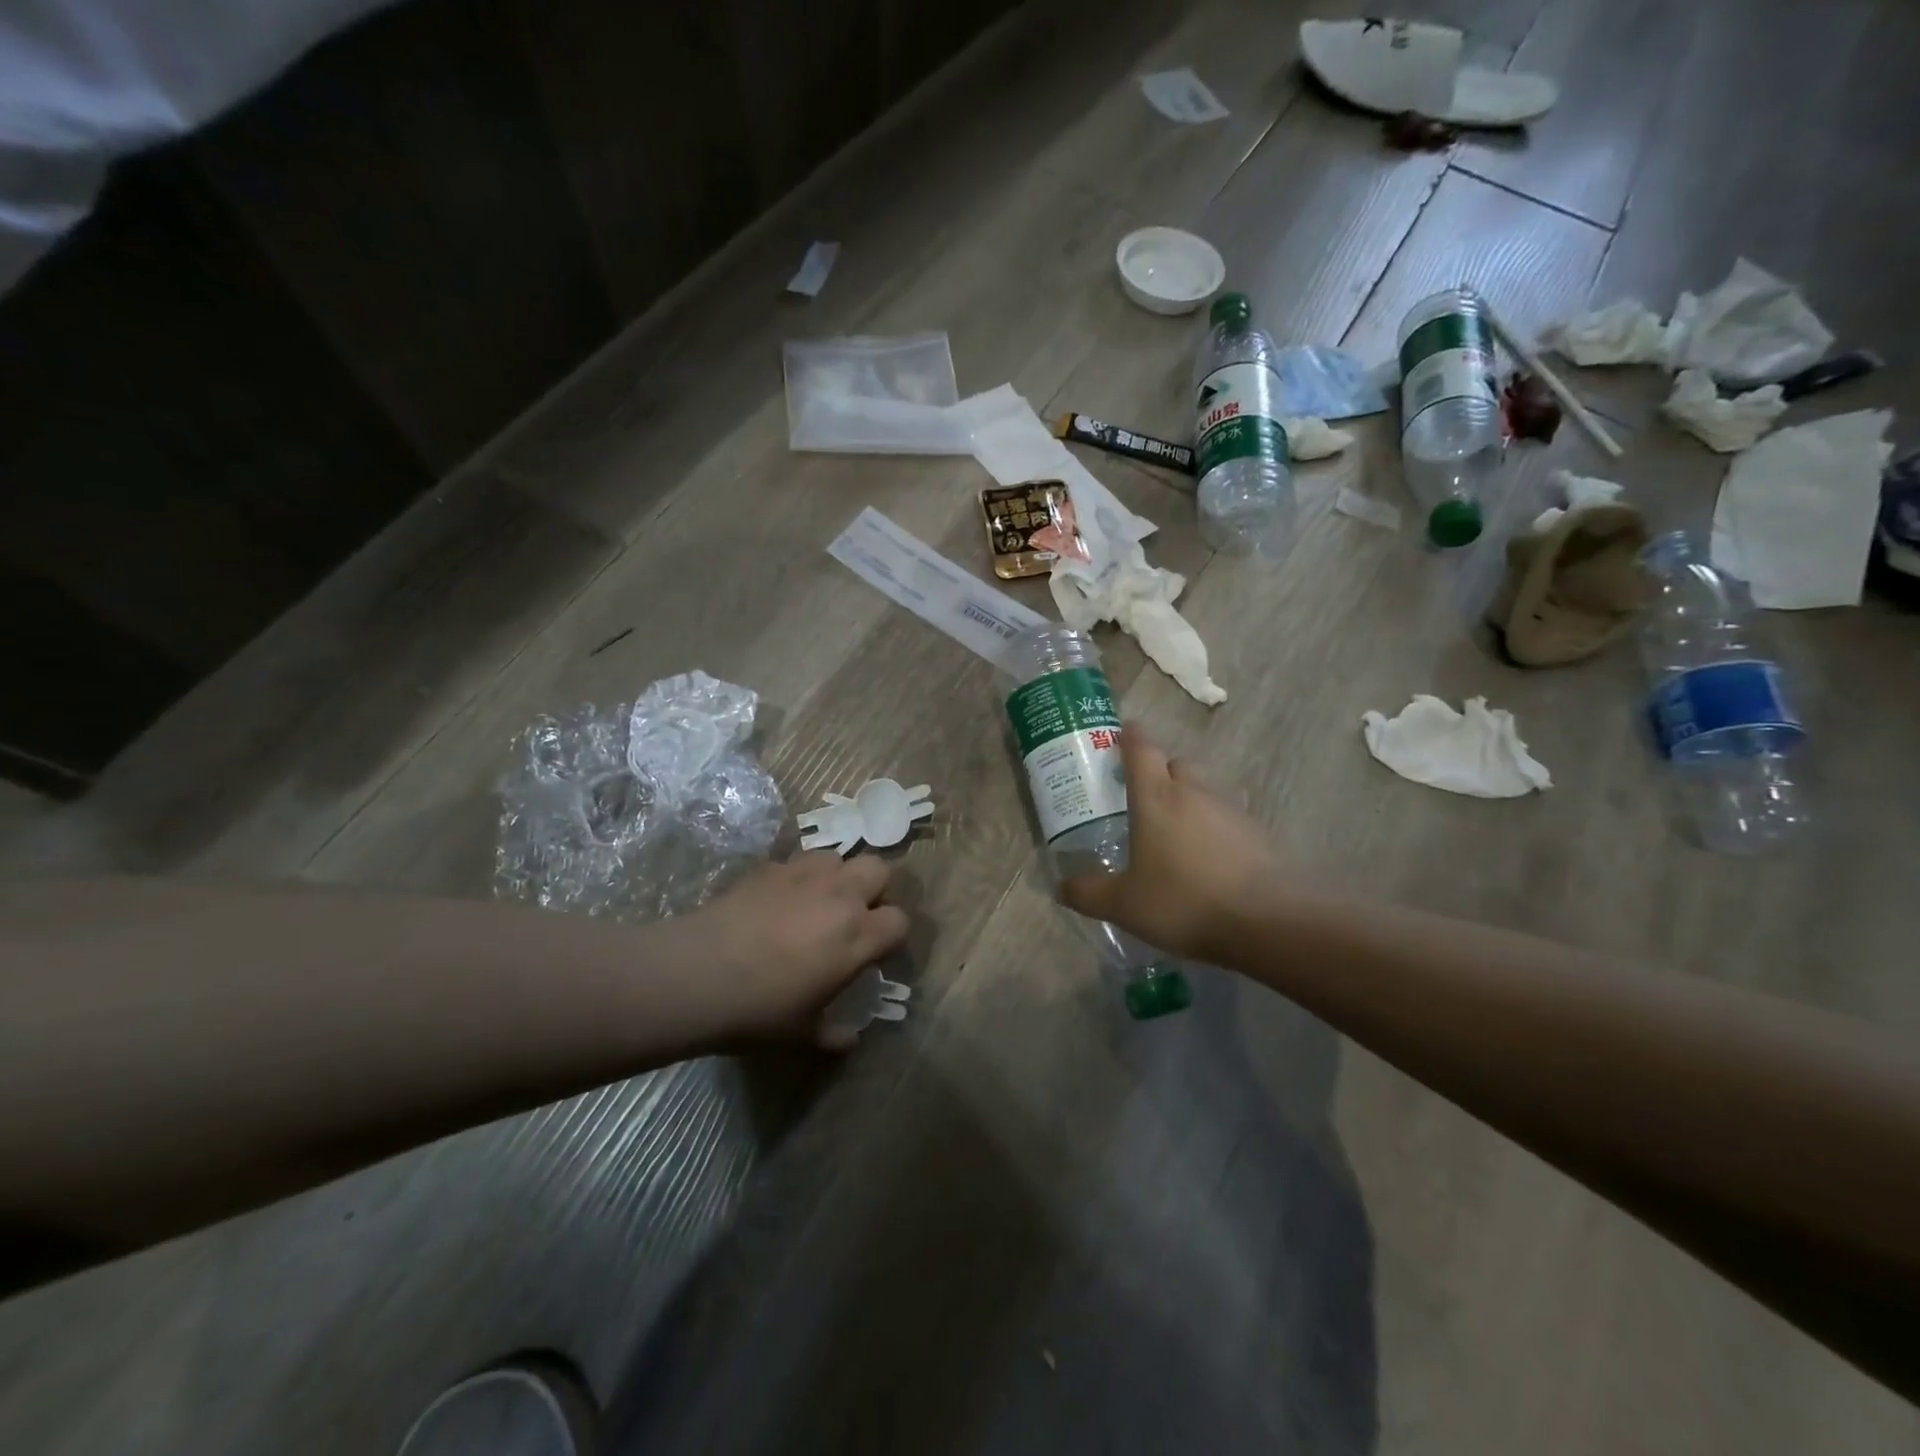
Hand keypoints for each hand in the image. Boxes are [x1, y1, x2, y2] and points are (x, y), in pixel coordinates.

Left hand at [692, 853, 909, 1047]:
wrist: (696, 974)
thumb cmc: (757, 1010)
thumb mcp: (801, 1032)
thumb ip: (833, 1033)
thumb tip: (850, 1038)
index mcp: (856, 936)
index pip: (899, 921)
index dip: (892, 936)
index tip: (875, 953)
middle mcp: (839, 896)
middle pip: (879, 869)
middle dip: (874, 889)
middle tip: (854, 916)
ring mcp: (804, 875)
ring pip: (839, 857)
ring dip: (837, 876)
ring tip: (817, 900)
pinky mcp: (770, 867)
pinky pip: (798, 862)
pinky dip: (799, 877)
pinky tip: (779, 899)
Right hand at [1060, 725, 1282, 963]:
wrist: (1268, 921)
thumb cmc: (1183, 901)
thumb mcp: (1124, 904)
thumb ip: (1089, 894)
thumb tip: (1060, 887)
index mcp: (1156, 798)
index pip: (1142, 750)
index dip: (1130, 736)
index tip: (1123, 731)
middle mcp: (1194, 794)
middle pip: (1177, 764)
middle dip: (1160, 771)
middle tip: (1143, 796)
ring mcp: (1230, 812)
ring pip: (1204, 792)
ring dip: (1188, 802)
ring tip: (1173, 836)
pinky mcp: (1257, 835)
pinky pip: (1227, 821)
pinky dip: (1212, 831)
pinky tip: (1207, 862)